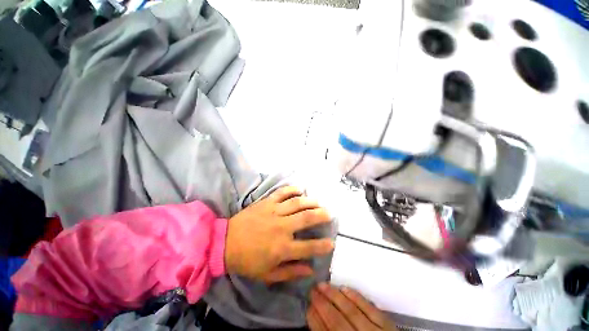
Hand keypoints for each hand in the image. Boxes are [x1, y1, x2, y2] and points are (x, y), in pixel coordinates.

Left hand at [225, 186, 333, 282]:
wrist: (224, 243)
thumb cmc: (247, 261)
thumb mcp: (268, 275)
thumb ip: (290, 272)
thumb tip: (310, 269)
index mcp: (282, 248)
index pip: (309, 247)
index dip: (323, 245)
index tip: (332, 242)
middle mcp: (281, 227)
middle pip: (306, 218)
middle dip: (321, 215)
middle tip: (329, 214)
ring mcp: (274, 212)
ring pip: (297, 203)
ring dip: (310, 201)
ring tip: (318, 202)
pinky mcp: (266, 202)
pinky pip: (282, 193)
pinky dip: (292, 189)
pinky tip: (300, 189)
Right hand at [307, 283, 396, 330]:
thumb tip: (315, 320)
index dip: (314, 319)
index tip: (307, 305)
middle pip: (336, 321)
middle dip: (322, 303)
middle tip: (312, 289)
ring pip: (351, 311)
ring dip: (335, 296)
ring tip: (323, 284)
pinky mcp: (388, 326)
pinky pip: (370, 309)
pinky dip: (356, 297)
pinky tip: (345, 288)